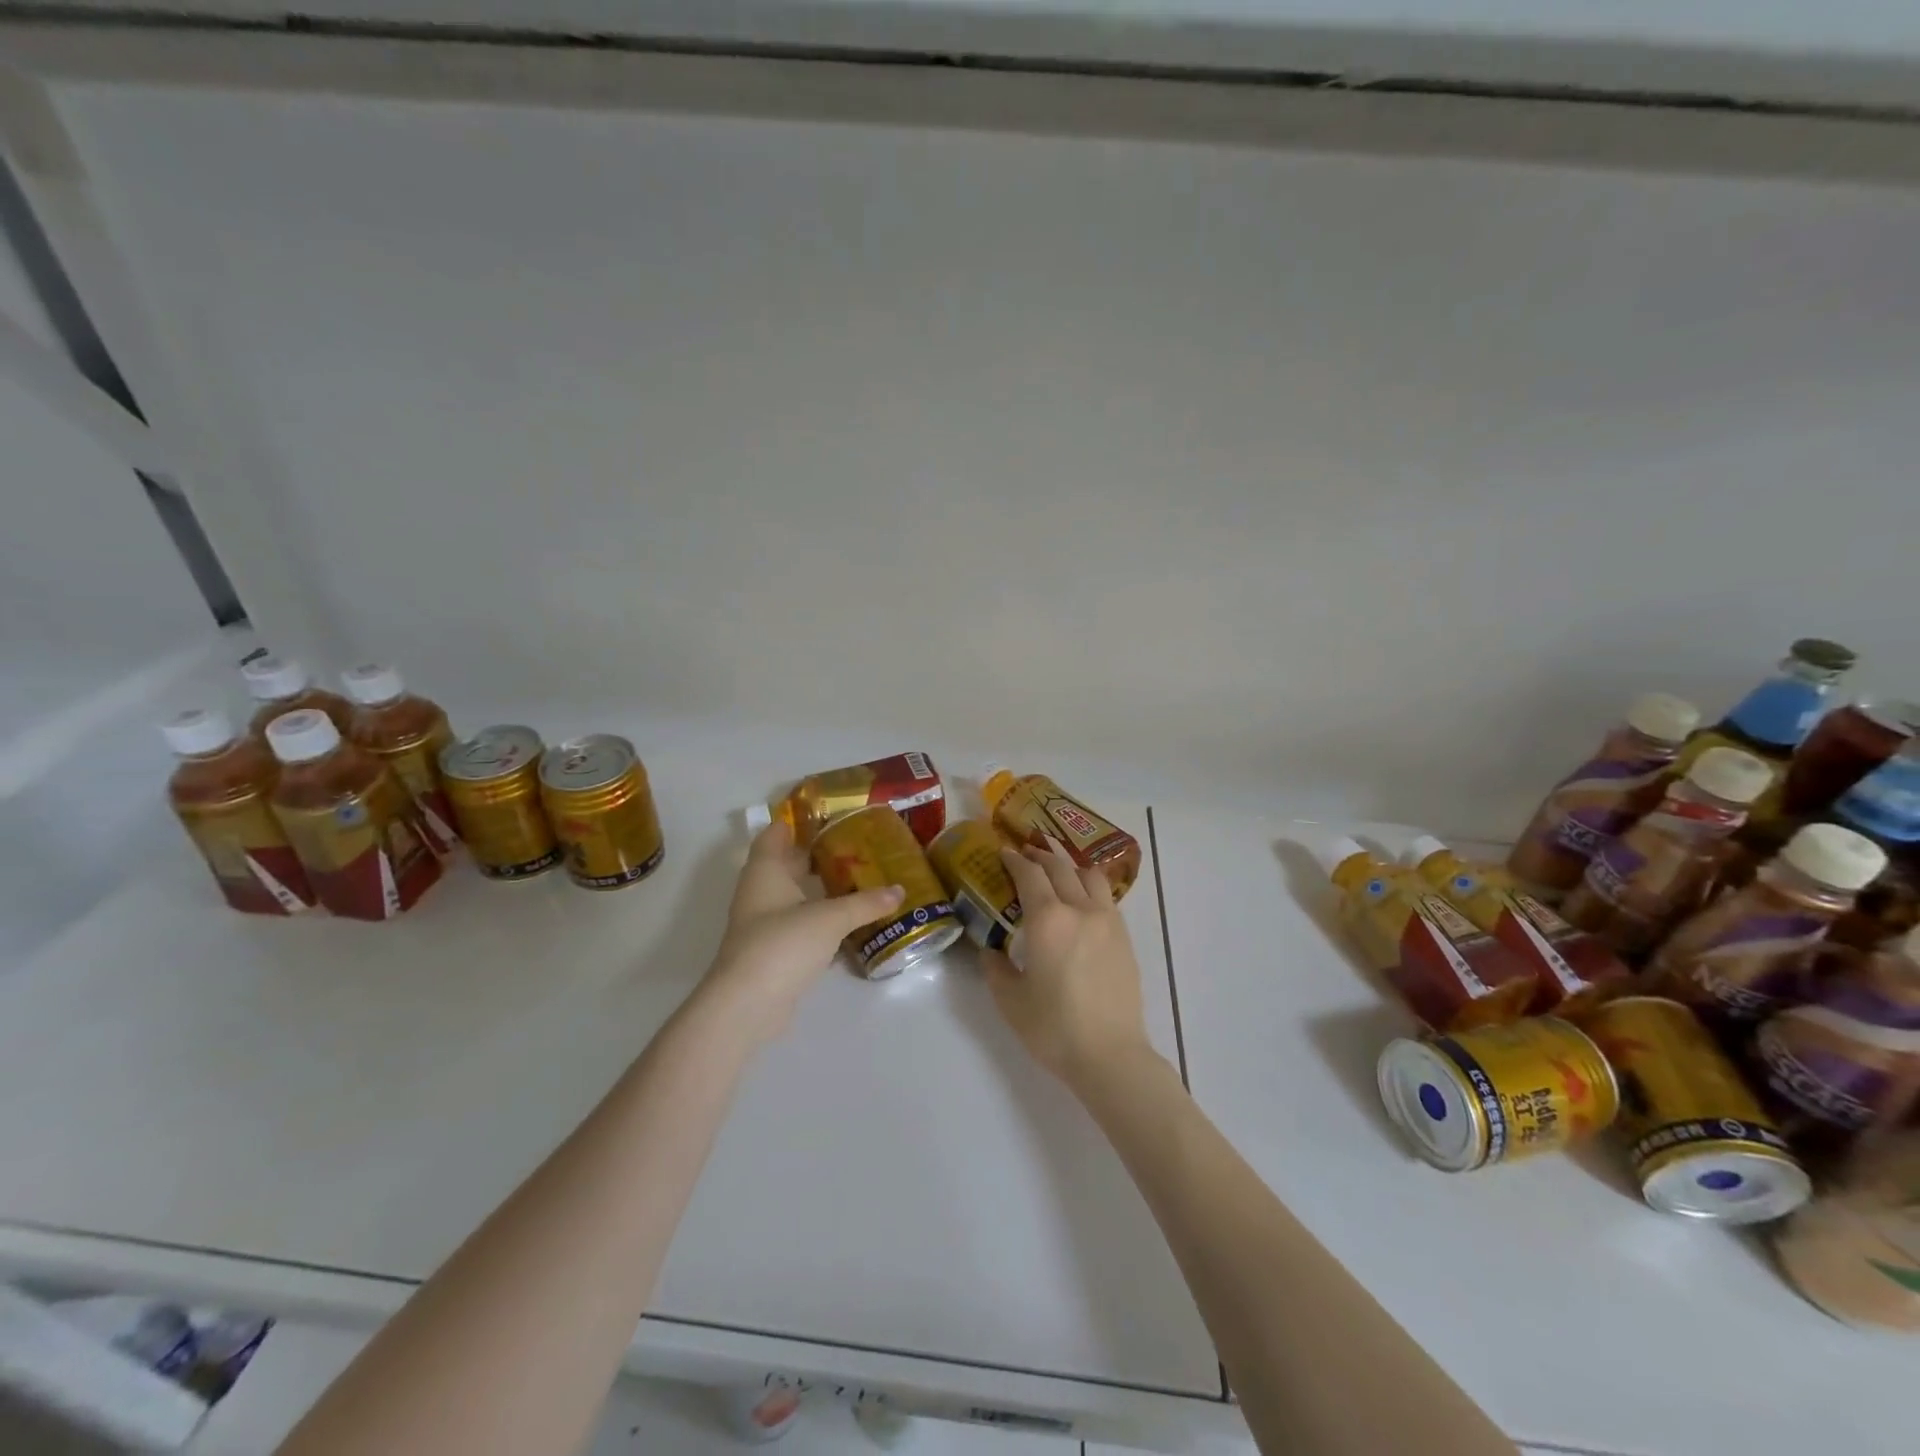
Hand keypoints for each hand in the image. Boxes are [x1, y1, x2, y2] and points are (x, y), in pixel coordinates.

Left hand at [698, 822, 903, 1044]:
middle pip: (786, 864)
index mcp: (765, 871)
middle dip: (816, 855)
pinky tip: (849, 923)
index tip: (828, 815)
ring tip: (859, 879)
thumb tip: (900, 890)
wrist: (748, 1005)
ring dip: (819, 890)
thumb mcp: (830, 918)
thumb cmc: (783, 944)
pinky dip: (821, 921)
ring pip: (794, 897)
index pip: (775, 834)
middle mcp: (760, 892)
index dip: (796, 821)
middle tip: (855, 846)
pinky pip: (800, 926)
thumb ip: (865, 903)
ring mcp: (764, 924)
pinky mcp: (774, 952)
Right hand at [984, 840, 1154, 1089]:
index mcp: (1048, 920)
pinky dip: (1089, 888)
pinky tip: (1080, 903)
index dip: (1015, 860)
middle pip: (1060, 868)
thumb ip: (995, 969)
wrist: (1110, 1054)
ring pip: (1089, 876)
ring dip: (1069, 867)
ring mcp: (1107, 921)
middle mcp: (1080, 910)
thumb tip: (990, 951)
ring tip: (1057, 872)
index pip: (1030, 875)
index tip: (1005, 853)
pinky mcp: (1124, 937)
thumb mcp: (1010, 1001)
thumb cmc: (1054, 1028)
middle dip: (1041, 856)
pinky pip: (1105, 897)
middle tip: (1026, 854)